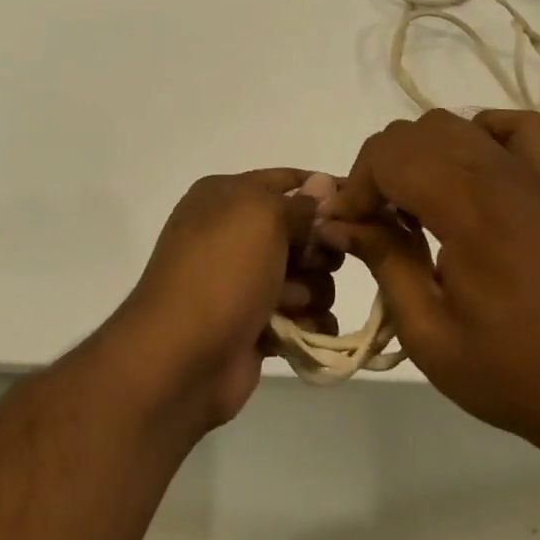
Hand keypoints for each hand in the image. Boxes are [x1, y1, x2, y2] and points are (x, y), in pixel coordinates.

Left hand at [114, 169, 340, 428]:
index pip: (284, 181)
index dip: (321, 191)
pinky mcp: (256, 324)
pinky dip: (308, 324)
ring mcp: (244, 281)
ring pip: (308, 276)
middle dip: (316, 250)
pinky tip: (302, 331)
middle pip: (302, 232)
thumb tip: (322, 183)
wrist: (181, 358)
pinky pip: (302, 316)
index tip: (358, 206)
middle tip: (314, 263)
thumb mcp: (261, 218)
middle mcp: (233, 234)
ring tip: (288, 306)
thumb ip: (298, 203)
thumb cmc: (221, 272)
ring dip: (309, 291)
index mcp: (226, 197)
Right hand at [321, 110, 539, 452]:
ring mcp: (528, 176)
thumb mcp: (427, 332)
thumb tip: (336, 222)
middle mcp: (499, 178)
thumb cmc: (509, 371)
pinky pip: (513, 127)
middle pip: (413, 134)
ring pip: (451, 124)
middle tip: (373, 224)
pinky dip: (479, 133)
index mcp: (470, 211)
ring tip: (411, 205)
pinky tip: (465, 171)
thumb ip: (382, 262)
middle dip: (378, 171)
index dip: (356, 187)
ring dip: (417, 154)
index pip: (390, 156)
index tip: (345, 228)